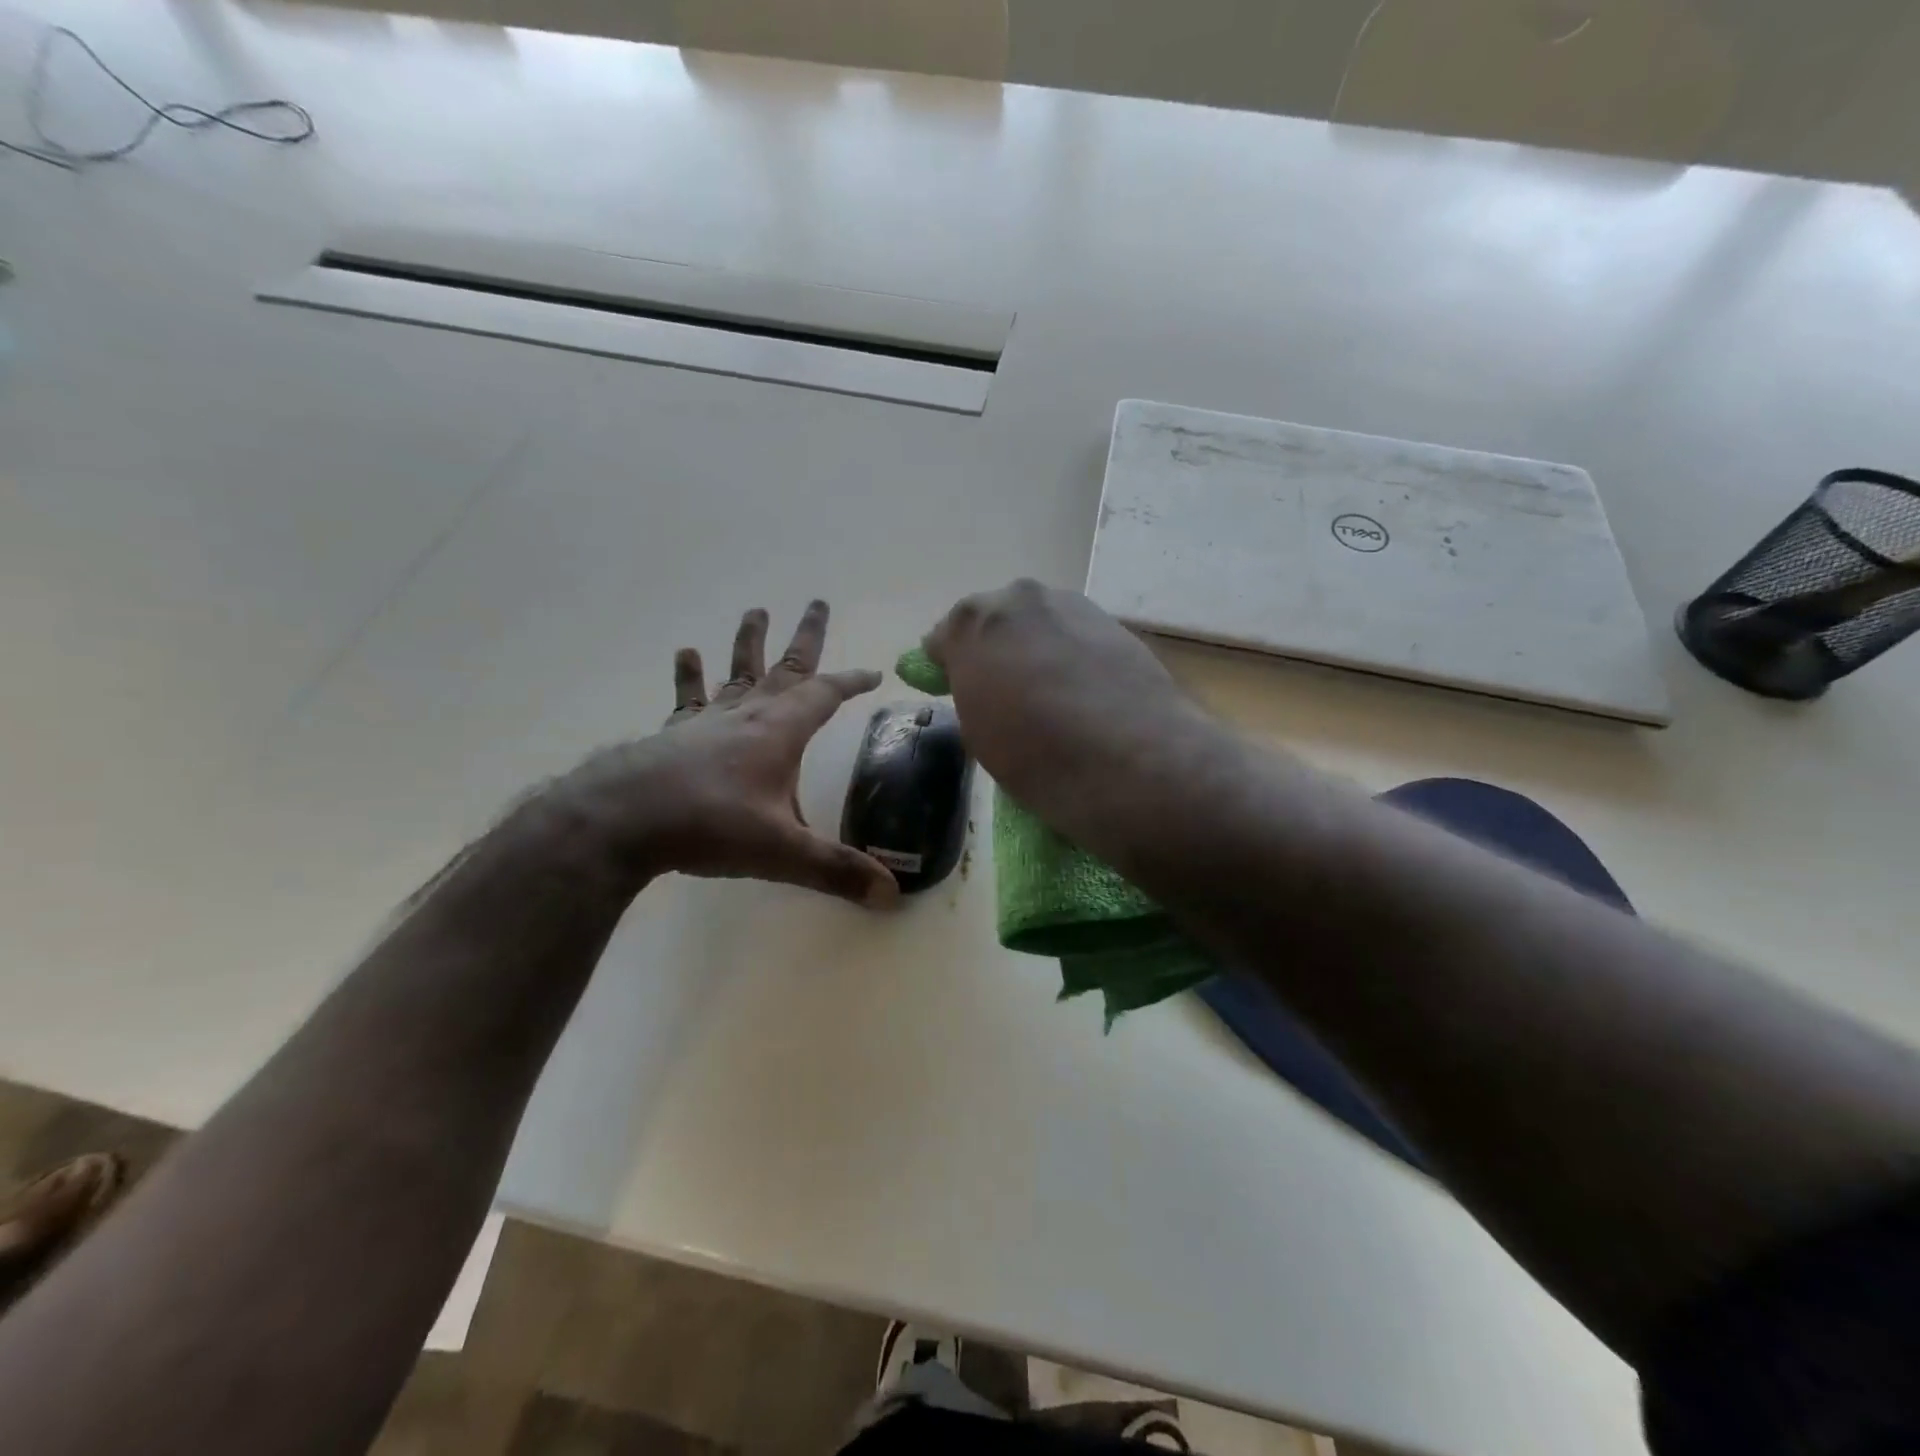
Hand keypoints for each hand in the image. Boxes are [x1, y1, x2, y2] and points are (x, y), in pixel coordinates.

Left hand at [550, 601, 898, 906]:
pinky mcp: (674, 732)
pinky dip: (690, 676)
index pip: (826, 694)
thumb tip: (893, 896)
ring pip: (738, 671)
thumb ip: (837, 871)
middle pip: (785, 667)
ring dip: (749, 642)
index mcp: (781, 730)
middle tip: (817, 602)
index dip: (852, 681)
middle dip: (806, 637)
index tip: (874, 672)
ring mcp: (708, 720)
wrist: (623, 820)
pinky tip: (686, 653)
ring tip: (756, 610)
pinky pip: (689, 697)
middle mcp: (749, 713)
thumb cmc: (711, 826)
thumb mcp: (782, 852)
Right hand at [922, 580, 1214, 841]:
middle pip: (995, 620)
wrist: (1129, 758)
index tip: (952, 686)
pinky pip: (1077, 636)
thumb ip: (971, 691)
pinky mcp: (1114, 623)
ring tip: (1050, 692)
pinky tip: (1084, 692)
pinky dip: (1073, 655)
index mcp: (972, 623)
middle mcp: (1019, 599)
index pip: (944, 636)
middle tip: (1003, 689)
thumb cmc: (1034, 754)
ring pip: (1040, 623)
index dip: (946, 663)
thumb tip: (981, 683)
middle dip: (994, 647)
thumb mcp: (979, 731)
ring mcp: (1071, 605)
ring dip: (1037, 647)